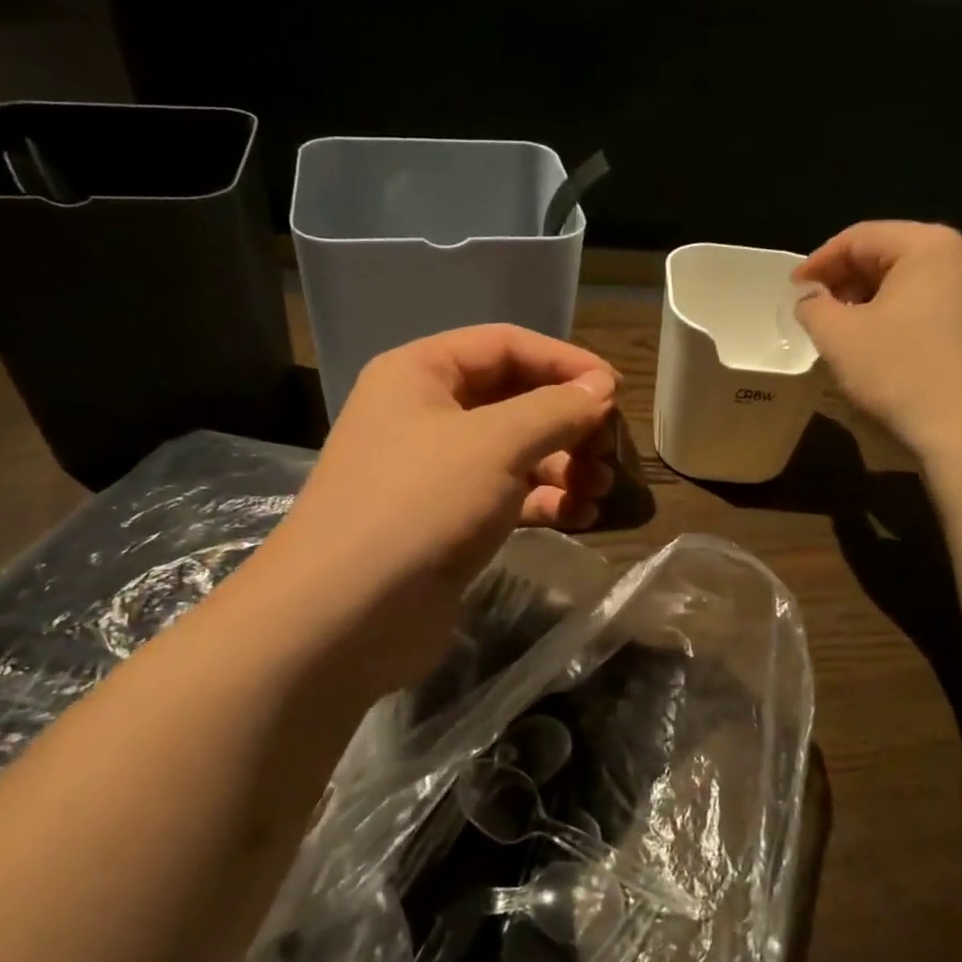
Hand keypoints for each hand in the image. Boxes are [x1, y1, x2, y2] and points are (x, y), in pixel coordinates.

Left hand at [252, 325, 618, 700]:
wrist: (347, 616)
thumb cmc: (420, 505)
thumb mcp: (497, 443)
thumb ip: (556, 409)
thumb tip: (602, 389)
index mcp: (421, 373)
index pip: (506, 346)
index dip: (565, 363)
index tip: (615, 392)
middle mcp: (425, 415)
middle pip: (514, 401)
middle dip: (568, 424)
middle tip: (610, 453)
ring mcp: (434, 473)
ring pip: (515, 453)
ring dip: (563, 467)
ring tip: (598, 491)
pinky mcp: (446, 522)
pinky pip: (506, 497)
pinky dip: (544, 502)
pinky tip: (580, 518)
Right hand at [794, 221, 961, 456]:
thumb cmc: (899, 373)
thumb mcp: (838, 337)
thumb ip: (813, 307)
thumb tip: (811, 300)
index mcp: (929, 245)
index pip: (860, 237)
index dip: (818, 261)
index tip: (793, 290)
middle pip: (891, 254)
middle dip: (847, 279)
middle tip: (816, 308)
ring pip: (914, 281)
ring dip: (873, 299)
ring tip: (845, 328)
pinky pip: (936, 304)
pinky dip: (903, 314)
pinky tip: (883, 343)